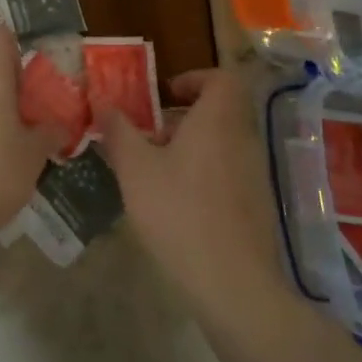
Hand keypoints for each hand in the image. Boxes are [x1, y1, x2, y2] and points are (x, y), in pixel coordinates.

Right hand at [95, 67, 286, 309]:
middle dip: (184, 118)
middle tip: (150, 137)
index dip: (194, 78)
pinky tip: (178, 205)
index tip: (165, 96)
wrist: (232, 283)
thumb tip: (103, 102)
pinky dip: (206, 174)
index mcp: (217, 121)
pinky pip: (230, 171)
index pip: (222, 78)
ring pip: (224, 143)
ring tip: (156, 173)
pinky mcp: (258, 205)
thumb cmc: (179, 213)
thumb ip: (119, 131)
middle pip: (220, 111)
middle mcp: (243, 140)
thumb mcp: (135, 169)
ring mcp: (255, 174)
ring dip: (192, 147)